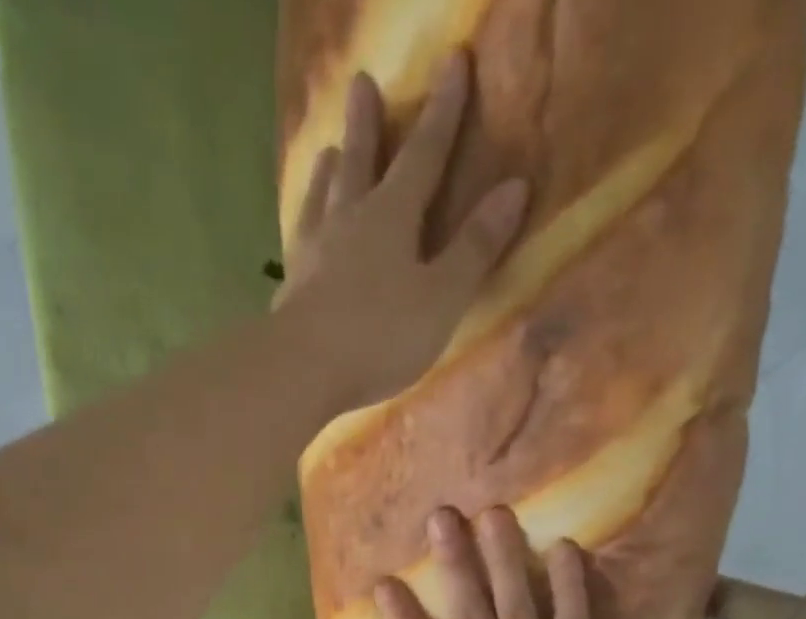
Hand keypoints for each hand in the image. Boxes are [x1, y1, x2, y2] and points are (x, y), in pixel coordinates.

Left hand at [277, 53, 529, 412]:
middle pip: (360, 161)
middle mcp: (349, 220)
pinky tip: (302, 229)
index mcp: (393, 216)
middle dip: (367, 123)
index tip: (455, 62)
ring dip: (329, 170)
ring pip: (323, 197)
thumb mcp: (442, 296)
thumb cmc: (380, 335)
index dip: (444, 111)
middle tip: (361, 83)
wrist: (302, 370)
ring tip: (327, 151)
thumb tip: (515, 188)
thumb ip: (475, 247)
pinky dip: (305, 223)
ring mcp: (313, 252)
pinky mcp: (291, 287)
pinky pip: (300, 240)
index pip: (425, 153)